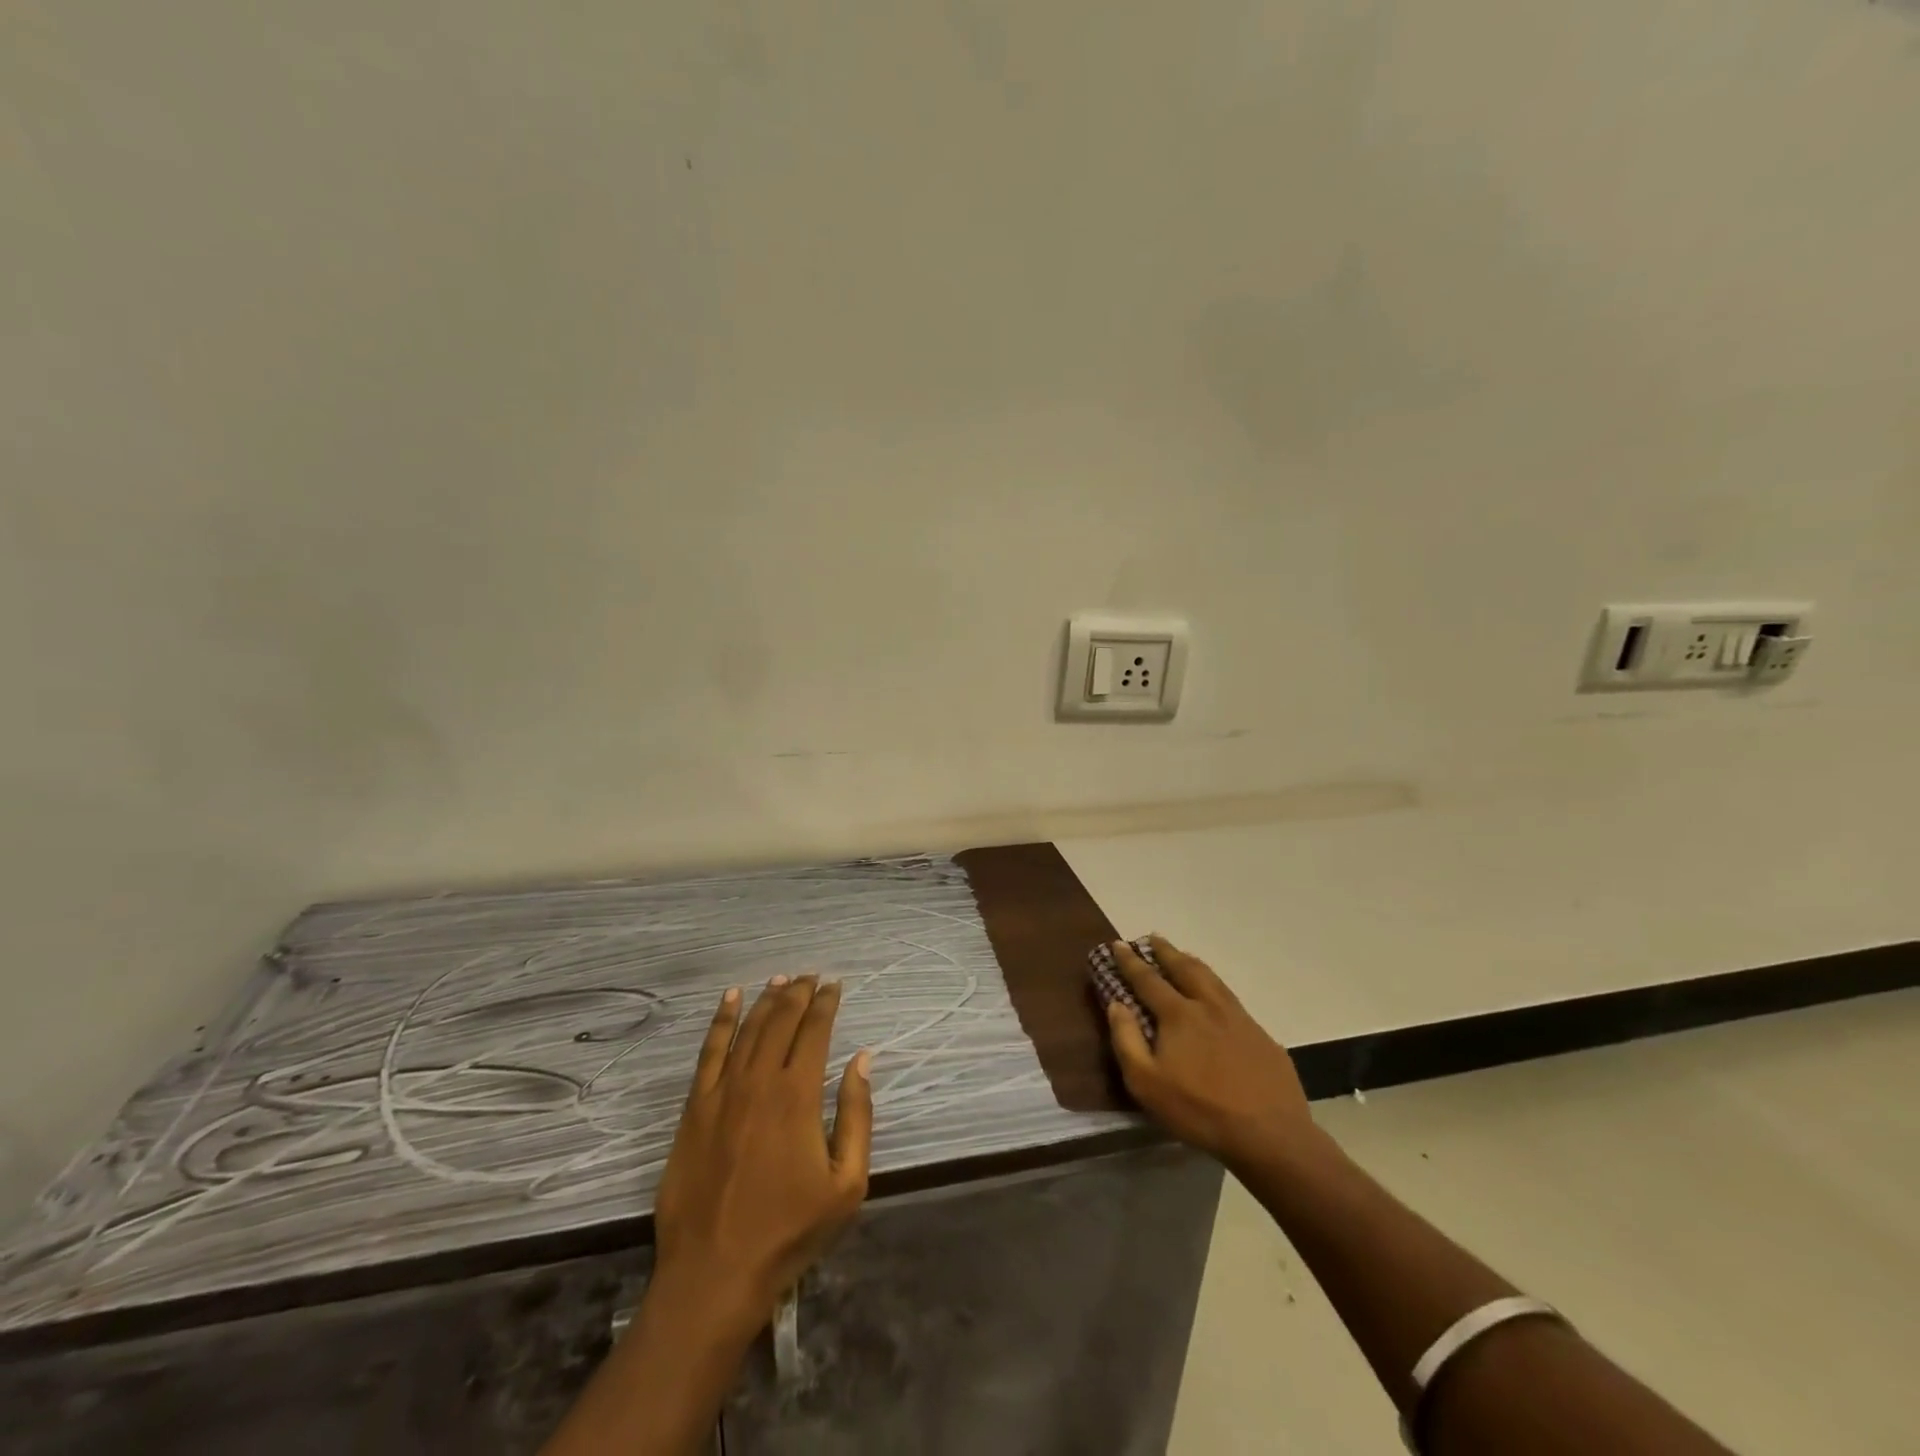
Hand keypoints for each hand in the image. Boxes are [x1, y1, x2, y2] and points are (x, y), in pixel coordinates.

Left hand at [653, 976, 872, 1331]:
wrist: (714, 1273)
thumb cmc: (789, 1231)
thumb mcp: (847, 1184)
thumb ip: (857, 1115)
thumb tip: (862, 1059)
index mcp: (798, 1096)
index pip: (815, 1031)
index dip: (826, 1003)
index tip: (835, 985)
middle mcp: (760, 1081)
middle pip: (781, 1021)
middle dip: (799, 993)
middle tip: (811, 976)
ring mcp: (722, 1092)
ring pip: (748, 1029)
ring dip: (766, 999)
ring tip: (781, 979)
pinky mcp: (694, 1108)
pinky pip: (709, 1051)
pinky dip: (721, 1020)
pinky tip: (731, 998)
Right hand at [1105, 936, 1316, 1172]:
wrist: (1270, 1134)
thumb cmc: (1199, 1110)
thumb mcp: (1146, 1083)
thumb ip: (1126, 1039)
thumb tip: (1116, 1003)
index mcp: (1179, 1014)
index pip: (1148, 979)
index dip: (1130, 961)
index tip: (1118, 944)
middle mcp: (1208, 1006)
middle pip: (1184, 969)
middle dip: (1165, 952)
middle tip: (1152, 938)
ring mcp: (1239, 1018)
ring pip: (1212, 979)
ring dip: (1192, 963)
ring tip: (1183, 955)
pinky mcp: (1261, 1036)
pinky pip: (1232, 999)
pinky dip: (1216, 986)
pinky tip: (1218, 996)